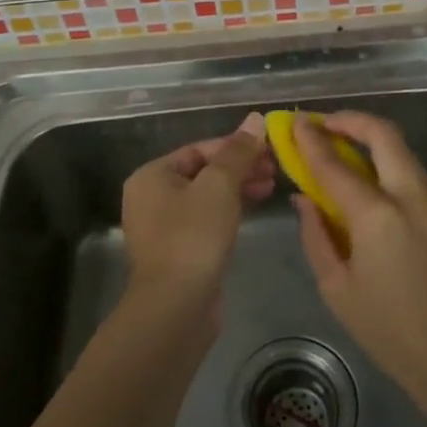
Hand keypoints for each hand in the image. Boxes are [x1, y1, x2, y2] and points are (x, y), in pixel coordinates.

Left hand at [121, 112, 273, 312]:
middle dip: (239, 168)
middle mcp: (152, 197)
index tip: (268, 148)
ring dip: (238, 188)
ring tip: (271, 186)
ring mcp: (164, 227)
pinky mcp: (179, 252)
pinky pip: (207, 220)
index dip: (235, 146)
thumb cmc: (193, 236)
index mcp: (152, 175)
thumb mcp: (219, 186)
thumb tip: (255, 119)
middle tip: (274, 167)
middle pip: (203, 172)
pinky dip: (230, 211)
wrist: (176, 308)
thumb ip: (238, 152)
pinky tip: (254, 208)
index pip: (199, 149)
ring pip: (207, 197)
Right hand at [292, 111, 426, 413]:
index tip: (296, 123)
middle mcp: (413, 198)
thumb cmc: (391, 334)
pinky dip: (394, 178)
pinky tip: (381, 205)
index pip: (335, 165)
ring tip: (348, 160)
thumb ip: (316, 236)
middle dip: (352, 121)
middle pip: (384, 135)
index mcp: (378, 217)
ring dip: (375, 148)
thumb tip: (305, 199)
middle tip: (327, 125)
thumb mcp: (338, 290)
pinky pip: (419, 185)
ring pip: (405, 157)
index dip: (311, 140)